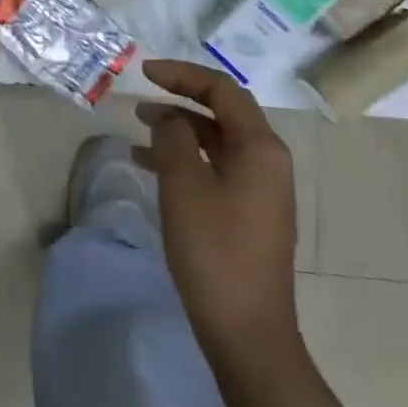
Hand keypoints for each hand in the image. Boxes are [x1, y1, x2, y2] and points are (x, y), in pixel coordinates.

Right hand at [136, 60, 298, 354]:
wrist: (248, 334)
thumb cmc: (214, 251)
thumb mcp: (183, 185)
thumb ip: (172, 137)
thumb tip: (168, 117)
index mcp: (260, 147)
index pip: (222, 90)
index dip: (182, 74)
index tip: (145, 72)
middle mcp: (268, 161)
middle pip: (223, 112)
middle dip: (181, 99)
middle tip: (141, 99)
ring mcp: (262, 190)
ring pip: (217, 141)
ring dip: (180, 129)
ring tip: (140, 129)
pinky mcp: (251, 214)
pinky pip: (217, 168)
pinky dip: (186, 158)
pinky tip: (153, 167)